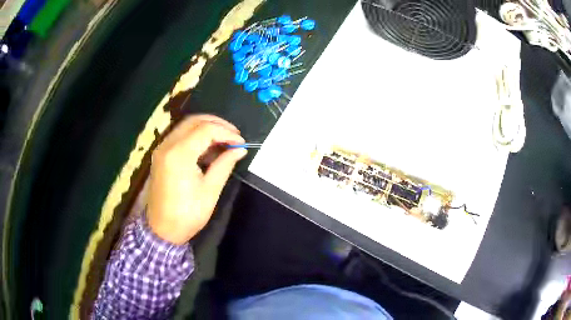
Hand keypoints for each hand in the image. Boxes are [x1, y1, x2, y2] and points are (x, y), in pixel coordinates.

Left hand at [147, 115, 246, 243]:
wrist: (162, 230)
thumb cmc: (187, 214)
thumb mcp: (210, 190)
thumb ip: (224, 165)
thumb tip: (240, 150)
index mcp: (179, 155)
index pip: (206, 130)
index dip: (227, 133)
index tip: (241, 143)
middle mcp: (167, 145)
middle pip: (194, 121)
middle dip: (217, 124)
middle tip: (234, 136)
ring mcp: (161, 149)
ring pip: (186, 126)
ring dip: (206, 128)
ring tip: (224, 141)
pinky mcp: (161, 155)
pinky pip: (180, 136)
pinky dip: (196, 136)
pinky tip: (208, 148)